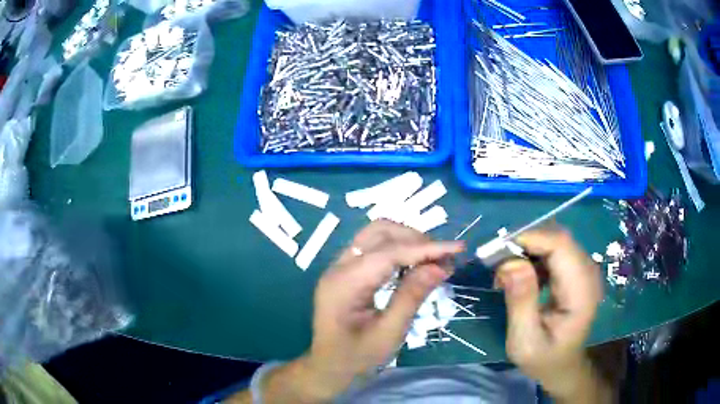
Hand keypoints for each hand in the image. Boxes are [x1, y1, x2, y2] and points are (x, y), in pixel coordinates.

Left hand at [304, 220, 464, 398]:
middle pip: (379, 232)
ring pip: (376, 236)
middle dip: (415, 238)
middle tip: (443, 258)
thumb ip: (411, 297)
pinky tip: (416, 266)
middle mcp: (338, 267)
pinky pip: (374, 249)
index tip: (457, 248)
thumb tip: (439, 266)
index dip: (425, 248)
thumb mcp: (388, 333)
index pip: (389, 252)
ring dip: (407, 241)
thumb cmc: (357, 358)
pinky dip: (398, 251)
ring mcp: (340, 268)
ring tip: (434, 260)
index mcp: (344, 284)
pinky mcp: (346, 273)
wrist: (328, 368)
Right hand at [495, 227, 603, 399]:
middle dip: (525, 243)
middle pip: (558, 239)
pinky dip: (533, 257)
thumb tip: (510, 262)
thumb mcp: (525, 341)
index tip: (498, 251)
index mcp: (581, 291)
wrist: (562, 366)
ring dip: (527, 250)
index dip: (531, 239)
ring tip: (505, 274)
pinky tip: (520, 276)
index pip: (561, 246)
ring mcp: (583, 271)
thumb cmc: (544, 359)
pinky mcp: (575, 272)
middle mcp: (588, 273)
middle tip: (497, 265)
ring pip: (555, 241)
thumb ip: (521, 302)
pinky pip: (554, 251)